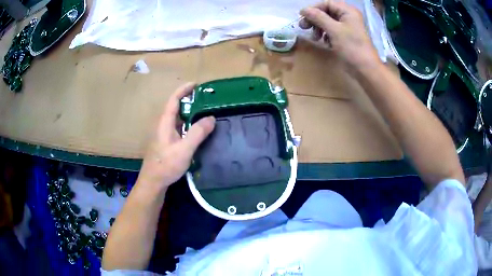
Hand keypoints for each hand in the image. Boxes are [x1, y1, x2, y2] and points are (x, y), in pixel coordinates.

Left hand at [138, 82, 214, 188]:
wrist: (153, 182)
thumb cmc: (166, 165)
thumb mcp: (184, 149)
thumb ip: (198, 133)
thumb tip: (211, 118)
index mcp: (165, 122)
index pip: (173, 99)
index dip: (184, 90)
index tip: (196, 84)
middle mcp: (163, 125)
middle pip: (176, 107)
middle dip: (190, 101)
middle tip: (206, 100)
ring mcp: (164, 134)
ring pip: (178, 119)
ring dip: (190, 113)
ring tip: (205, 113)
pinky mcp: (167, 143)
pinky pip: (179, 128)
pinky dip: (188, 125)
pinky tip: (198, 131)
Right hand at [299, 1, 379, 68]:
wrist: (365, 70)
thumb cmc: (351, 47)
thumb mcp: (334, 30)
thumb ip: (318, 17)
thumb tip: (303, 9)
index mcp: (348, 11)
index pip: (326, 3)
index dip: (314, 9)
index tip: (302, 17)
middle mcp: (348, 16)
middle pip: (326, 12)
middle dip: (315, 19)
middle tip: (304, 27)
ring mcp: (348, 27)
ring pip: (328, 22)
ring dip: (319, 28)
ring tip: (315, 38)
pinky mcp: (346, 37)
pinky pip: (332, 31)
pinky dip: (326, 35)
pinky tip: (324, 42)